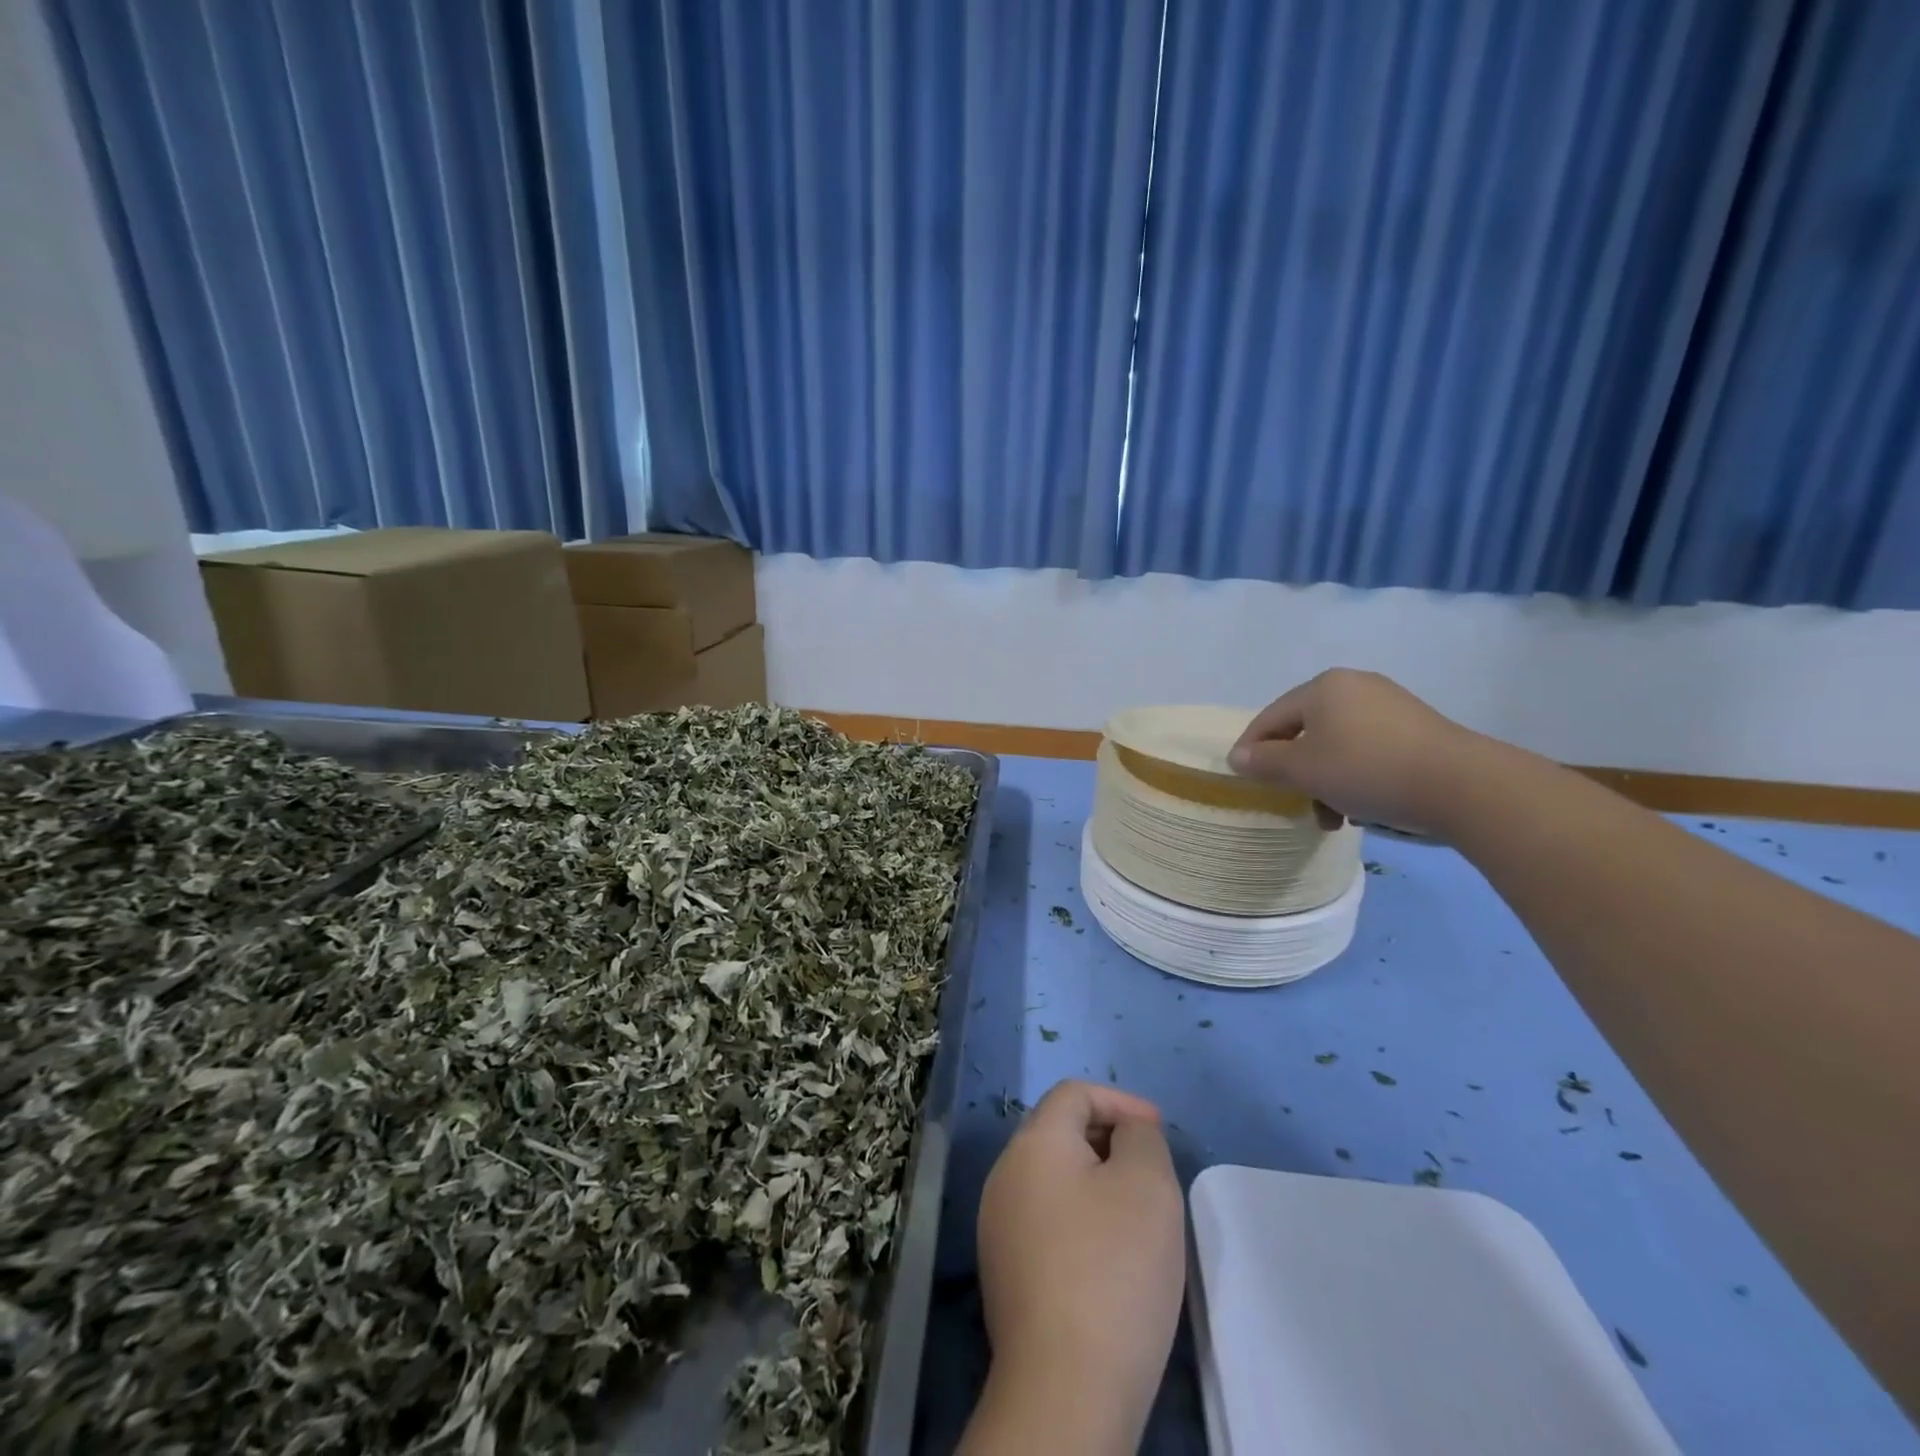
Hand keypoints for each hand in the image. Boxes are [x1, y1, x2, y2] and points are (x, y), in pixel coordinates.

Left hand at [963, 1080, 1185, 1454]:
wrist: (1064, 1387)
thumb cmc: (1113, 1270)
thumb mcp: (1148, 1185)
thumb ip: (1141, 1138)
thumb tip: (1126, 1131)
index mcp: (1033, 1142)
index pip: (1074, 1093)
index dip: (1120, 1101)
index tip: (1158, 1131)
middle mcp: (1004, 1172)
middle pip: (1058, 1131)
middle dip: (1107, 1138)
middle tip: (1151, 1169)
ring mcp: (996, 1223)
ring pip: (1051, 1177)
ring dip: (1093, 1180)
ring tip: (1135, 1214)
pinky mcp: (1002, 1270)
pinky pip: (1044, 1219)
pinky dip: (1077, 1218)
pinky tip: (1107, 1257)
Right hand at [1229, 668, 1491, 837]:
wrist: (1462, 785)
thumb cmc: (1367, 770)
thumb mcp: (1304, 770)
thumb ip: (1265, 762)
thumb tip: (1238, 756)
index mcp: (1323, 687)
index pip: (1271, 717)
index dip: (1252, 749)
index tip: (1244, 780)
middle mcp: (1355, 686)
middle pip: (1305, 731)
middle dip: (1296, 772)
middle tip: (1294, 802)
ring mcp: (1390, 705)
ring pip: (1337, 745)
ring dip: (1326, 781)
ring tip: (1334, 816)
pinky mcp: (1417, 729)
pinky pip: (1368, 750)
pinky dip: (1356, 776)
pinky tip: (1364, 806)